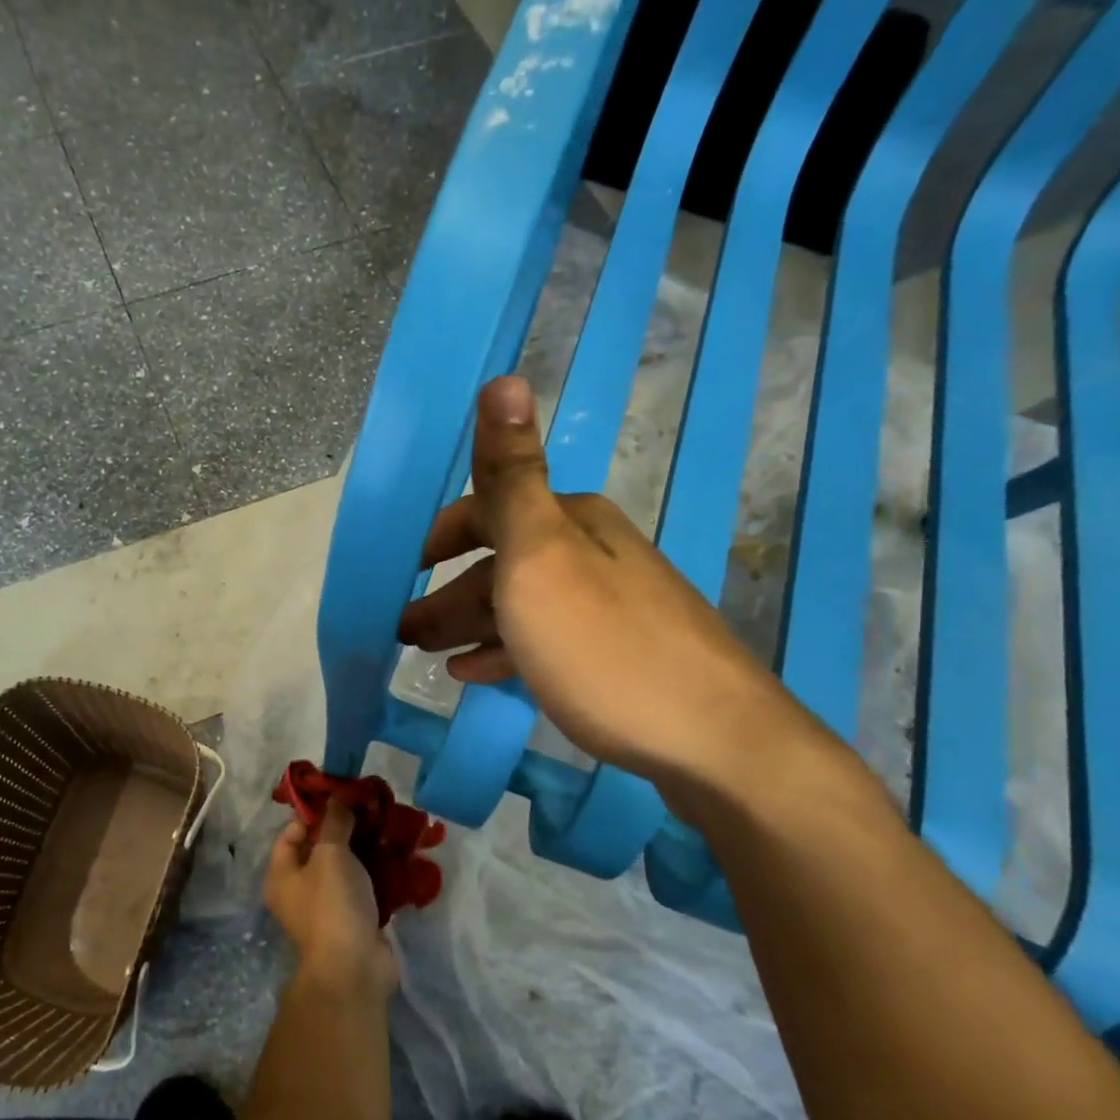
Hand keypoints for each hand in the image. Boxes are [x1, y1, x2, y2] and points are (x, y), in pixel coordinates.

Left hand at [265, 803, 397, 997]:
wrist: (355, 968)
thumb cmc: (332, 904)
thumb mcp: (330, 854)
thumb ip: (334, 823)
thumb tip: (337, 798)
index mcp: (282, 876)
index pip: (290, 834)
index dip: (312, 814)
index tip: (340, 798)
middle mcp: (299, 891)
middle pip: (320, 850)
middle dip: (345, 830)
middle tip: (370, 809)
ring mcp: (327, 908)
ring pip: (346, 869)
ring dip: (366, 850)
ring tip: (388, 827)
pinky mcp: (354, 921)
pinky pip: (365, 888)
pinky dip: (379, 873)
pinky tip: (398, 856)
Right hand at [395, 375, 817, 804]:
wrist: (713, 741)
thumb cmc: (604, 647)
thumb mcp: (542, 557)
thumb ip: (513, 477)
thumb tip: (503, 378)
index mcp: (572, 523)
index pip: (494, 508)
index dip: (447, 535)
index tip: (411, 569)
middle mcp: (594, 554)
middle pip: (505, 562)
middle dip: (450, 590)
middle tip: (406, 630)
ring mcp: (611, 607)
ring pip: (523, 605)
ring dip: (471, 623)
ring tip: (429, 653)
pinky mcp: (619, 656)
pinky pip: (546, 642)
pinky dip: (506, 651)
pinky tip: (479, 674)